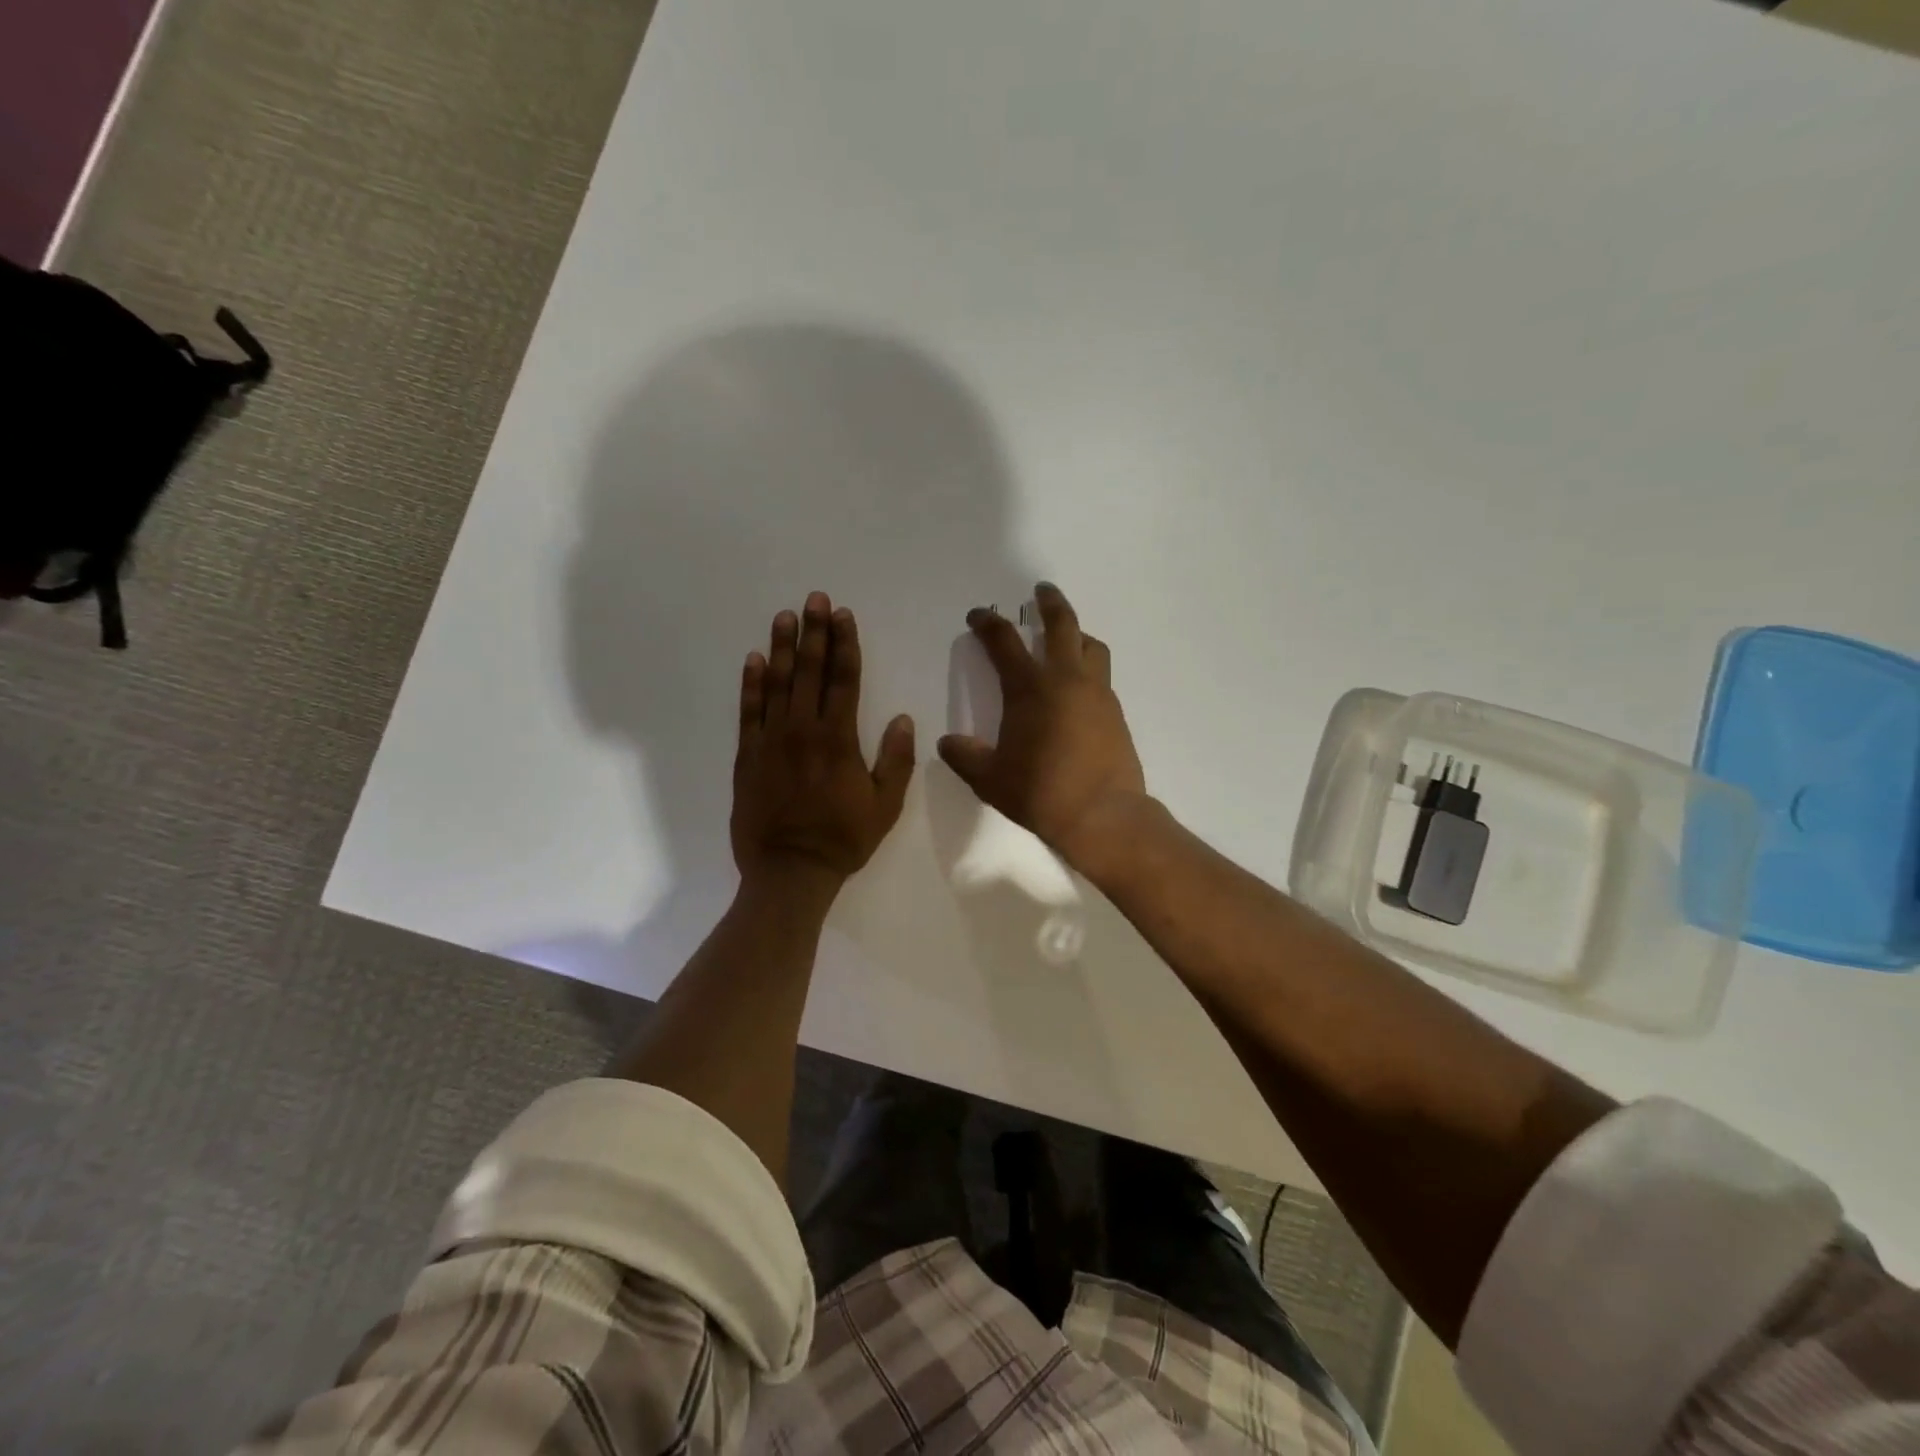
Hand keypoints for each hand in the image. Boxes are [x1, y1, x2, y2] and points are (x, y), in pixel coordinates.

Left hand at [731, 592, 916, 894]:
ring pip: (777, 683)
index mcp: (839, 739)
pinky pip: (748, 711)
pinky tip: (754, 659)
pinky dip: (751, 683)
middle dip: (815, 632)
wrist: (789, 871)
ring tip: (785, 616)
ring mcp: (770, 740)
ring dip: (783, 647)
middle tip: (815, 599)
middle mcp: (803, 730)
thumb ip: (896, 760)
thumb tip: (901, 718)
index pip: (844, 680)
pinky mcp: (747, 755)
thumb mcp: (885, 805)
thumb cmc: (843, 839)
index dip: (845, 644)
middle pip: (810, 671)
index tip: (844, 616)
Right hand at [937, 583, 1147, 867]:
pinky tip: (1078, 689)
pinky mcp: (1116, 713)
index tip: (978, 615)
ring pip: (1091, 646)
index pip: (1004, 642)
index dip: (988, 623)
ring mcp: (1097, 694)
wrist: (1103, 815)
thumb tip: (948, 743)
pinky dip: (1088, 668)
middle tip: (1042, 591)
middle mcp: (1066, 680)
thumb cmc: (1040, 793)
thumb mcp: (990, 779)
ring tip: (1067, 637)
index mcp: (1030, 689)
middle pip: (1062, 625)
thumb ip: (966, 756)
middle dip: (1049, 603)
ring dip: (1077, 633)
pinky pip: (1101, 676)